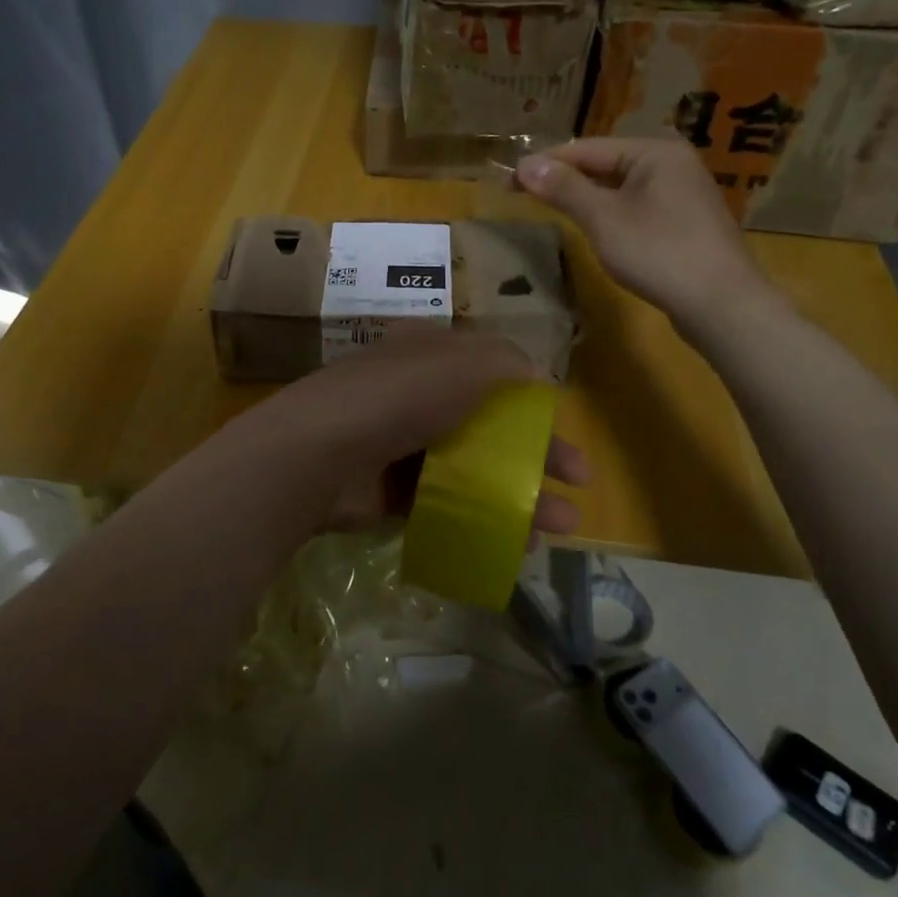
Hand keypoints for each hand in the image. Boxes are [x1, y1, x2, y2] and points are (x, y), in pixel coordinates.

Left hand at [242, 325, 586, 535]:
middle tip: (577, 484)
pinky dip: (480, 518)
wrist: (320, 454)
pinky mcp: (392, 490)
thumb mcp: (465, 363)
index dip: (536, 401)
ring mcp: (403, 443)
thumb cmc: (400, 397)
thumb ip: (508, 365)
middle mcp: (419, 394)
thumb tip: (537, 381)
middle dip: (538, 454)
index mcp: (433, 355)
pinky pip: (447, 502)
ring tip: (558, 527)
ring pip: (474, 468)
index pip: (496, 374)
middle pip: (490, 424)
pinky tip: (512, 541)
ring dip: (518, 494)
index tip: (566, 431)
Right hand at [516, 137, 780, 338]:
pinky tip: (593, 226)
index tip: (508, 181)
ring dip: (584, 195)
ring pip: (620, 186)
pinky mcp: (685, 221)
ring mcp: (682, 192)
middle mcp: (672, 163)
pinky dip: (608, 211)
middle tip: (523, 194)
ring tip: (549, 207)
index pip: (587, 148)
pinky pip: (636, 205)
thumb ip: (564, 189)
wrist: (721, 304)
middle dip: (564, 177)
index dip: (545, 163)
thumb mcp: (603, 219)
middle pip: (604, 163)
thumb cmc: (659, 253)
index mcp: (655, 151)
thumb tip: (525, 165)